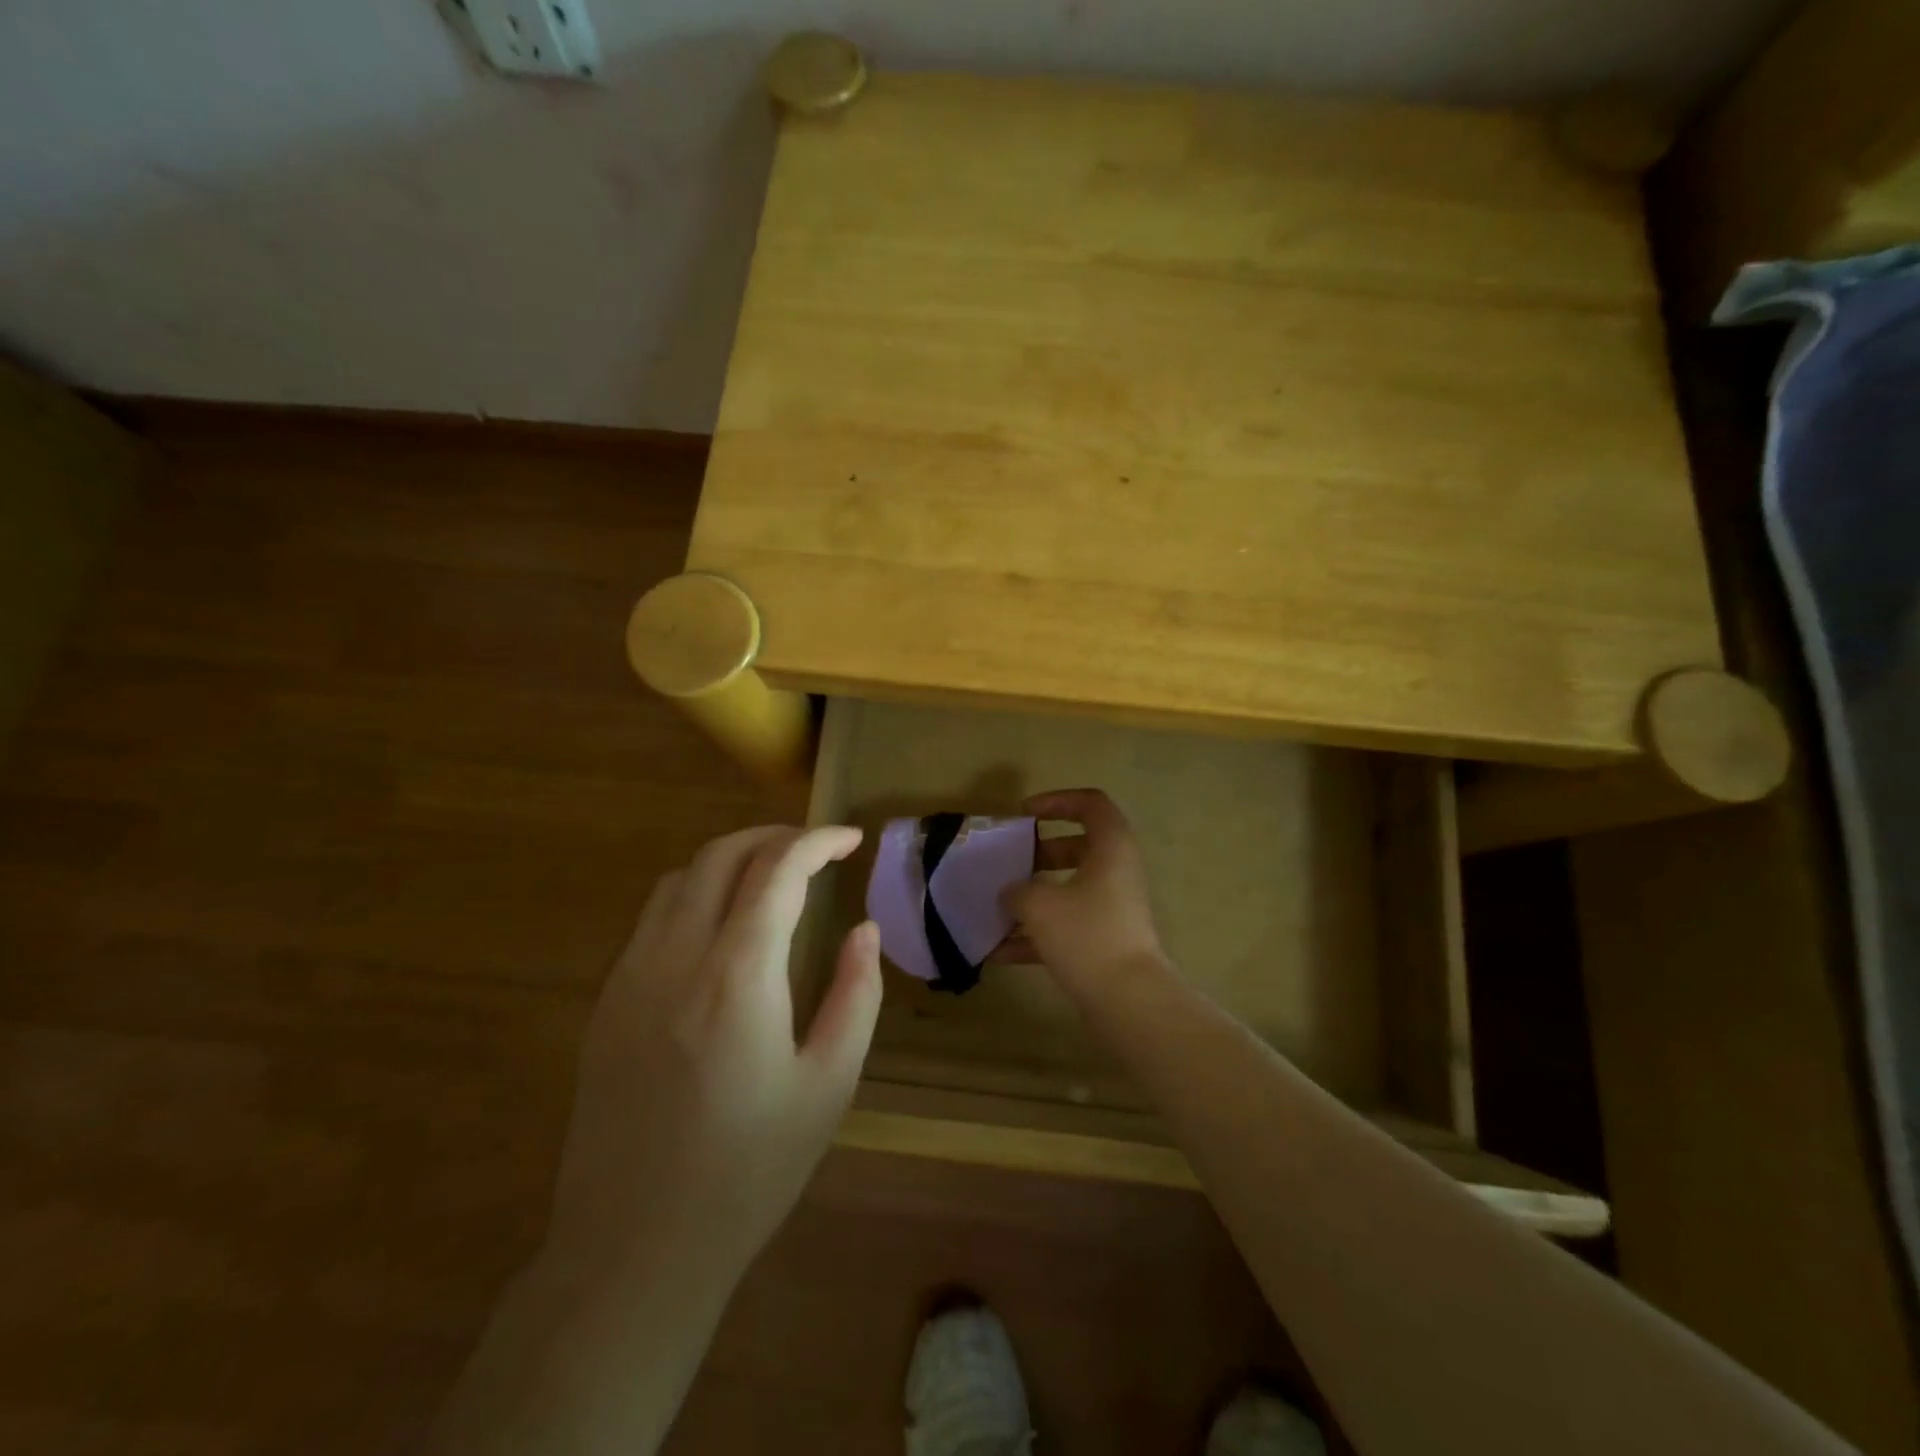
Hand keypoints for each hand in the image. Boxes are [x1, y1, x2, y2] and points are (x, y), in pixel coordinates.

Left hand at [545, 825, 880, 1283]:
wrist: (634, 1251)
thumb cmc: (748, 1170)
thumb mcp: (829, 1084)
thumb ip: (855, 994)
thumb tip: (864, 929)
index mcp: (737, 975)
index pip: (778, 870)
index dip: (818, 841)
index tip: (850, 839)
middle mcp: (676, 957)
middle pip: (720, 856)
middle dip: (773, 837)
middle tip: (815, 849)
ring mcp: (629, 977)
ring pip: (679, 879)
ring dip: (729, 861)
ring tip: (770, 878)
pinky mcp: (606, 1003)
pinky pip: (652, 919)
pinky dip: (694, 895)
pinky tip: (721, 930)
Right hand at [1001, 788, 1171, 1004]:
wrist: (1128, 1001)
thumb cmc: (1086, 935)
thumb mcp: (1040, 904)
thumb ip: (1018, 890)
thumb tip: (1012, 892)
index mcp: (1111, 849)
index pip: (1091, 804)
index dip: (1057, 801)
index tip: (1024, 816)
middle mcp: (1116, 873)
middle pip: (1078, 847)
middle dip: (1039, 854)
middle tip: (1010, 863)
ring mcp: (1113, 909)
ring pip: (1070, 889)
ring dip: (1034, 896)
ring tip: (997, 907)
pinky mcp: (1105, 942)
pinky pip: (1067, 926)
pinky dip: (1037, 934)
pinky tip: (1000, 952)